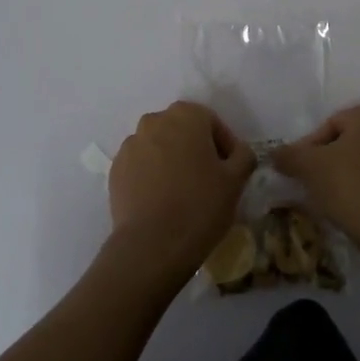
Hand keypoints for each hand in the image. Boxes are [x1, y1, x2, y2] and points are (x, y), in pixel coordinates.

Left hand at [107, 102, 255, 282]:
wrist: (152, 245)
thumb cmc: (200, 205)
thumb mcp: (236, 180)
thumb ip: (243, 156)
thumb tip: (238, 152)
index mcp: (186, 115)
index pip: (212, 122)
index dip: (225, 146)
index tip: (230, 171)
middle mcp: (154, 121)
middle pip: (183, 131)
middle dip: (196, 150)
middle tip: (208, 180)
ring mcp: (131, 145)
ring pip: (160, 147)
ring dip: (172, 161)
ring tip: (182, 193)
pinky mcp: (116, 169)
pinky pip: (141, 166)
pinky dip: (152, 176)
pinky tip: (161, 201)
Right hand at [273, 102, 359, 246]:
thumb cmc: (350, 186)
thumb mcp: (309, 167)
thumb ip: (289, 155)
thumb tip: (275, 154)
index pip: (331, 125)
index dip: (310, 148)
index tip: (299, 170)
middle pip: (349, 141)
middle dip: (329, 159)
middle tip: (312, 181)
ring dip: (346, 173)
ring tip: (329, 196)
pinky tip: (351, 206)